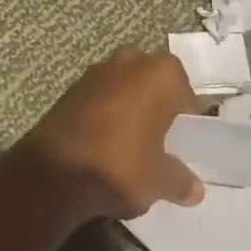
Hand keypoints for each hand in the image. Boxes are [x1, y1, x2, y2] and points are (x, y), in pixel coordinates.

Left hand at [17, 46, 204, 219]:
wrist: (55, 171)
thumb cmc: (121, 165)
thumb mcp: (159, 181)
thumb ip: (180, 180)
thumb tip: (195, 189)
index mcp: (162, 74)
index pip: (186, 93)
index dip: (187, 120)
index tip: (183, 144)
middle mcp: (132, 60)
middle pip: (154, 82)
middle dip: (157, 105)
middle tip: (159, 140)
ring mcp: (98, 70)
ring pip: (125, 85)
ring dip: (130, 106)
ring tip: (130, 142)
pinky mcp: (72, 86)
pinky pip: (101, 95)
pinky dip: (105, 112)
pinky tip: (104, 141)